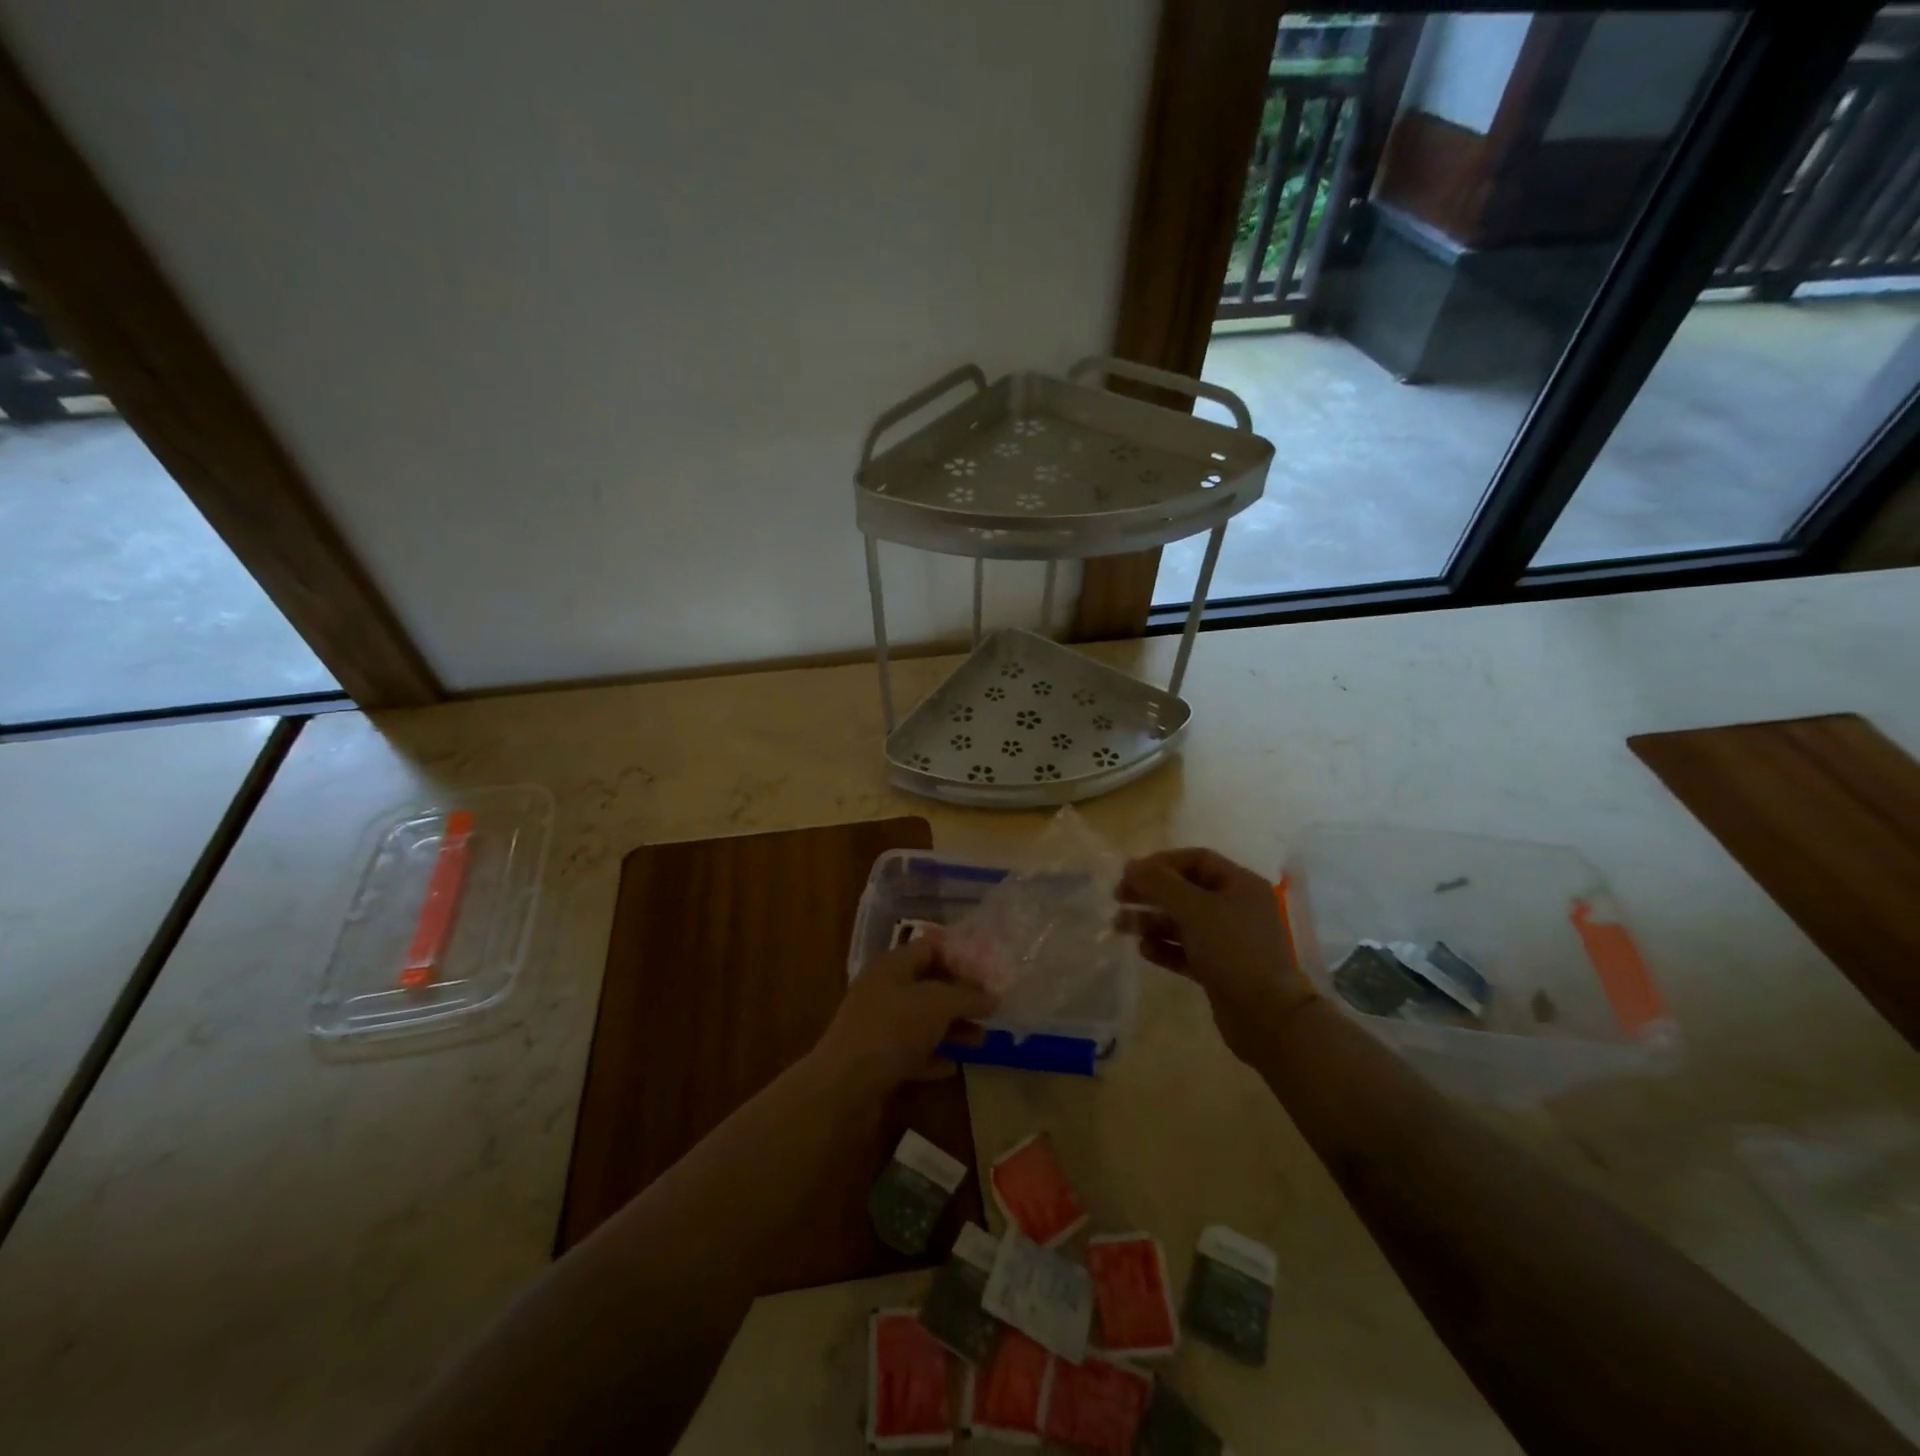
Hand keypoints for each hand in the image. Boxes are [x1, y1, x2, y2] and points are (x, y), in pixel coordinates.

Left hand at [811, 933, 998, 1099]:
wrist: (844, 1087)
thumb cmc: (893, 1029)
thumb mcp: (938, 1004)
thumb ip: (968, 997)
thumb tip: (994, 996)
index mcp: (893, 965)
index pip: (930, 947)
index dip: (960, 957)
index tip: (988, 973)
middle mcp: (883, 990)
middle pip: (928, 985)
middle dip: (960, 997)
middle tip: (991, 1009)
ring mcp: (878, 1026)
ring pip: (922, 1020)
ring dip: (952, 1028)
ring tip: (982, 1040)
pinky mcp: (876, 1060)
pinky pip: (911, 1053)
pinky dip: (932, 1057)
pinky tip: (953, 1066)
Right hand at [1118, 848, 1314, 1063]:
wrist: (1268, 1017)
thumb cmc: (1233, 951)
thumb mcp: (1194, 909)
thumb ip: (1160, 884)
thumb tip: (1131, 866)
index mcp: (1240, 885)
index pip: (1196, 860)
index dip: (1161, 863)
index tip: (1130, 874)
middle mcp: (1237, 908)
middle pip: (1186, 891)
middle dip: (1151, 892)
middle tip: (1118, 898)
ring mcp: (1230, 941)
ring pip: (1184, 922)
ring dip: (1152, 921)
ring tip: (1121, 926)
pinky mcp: (1221, 970)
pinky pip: (1187, 951)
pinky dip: (1165, 948)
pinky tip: (1144, 950)